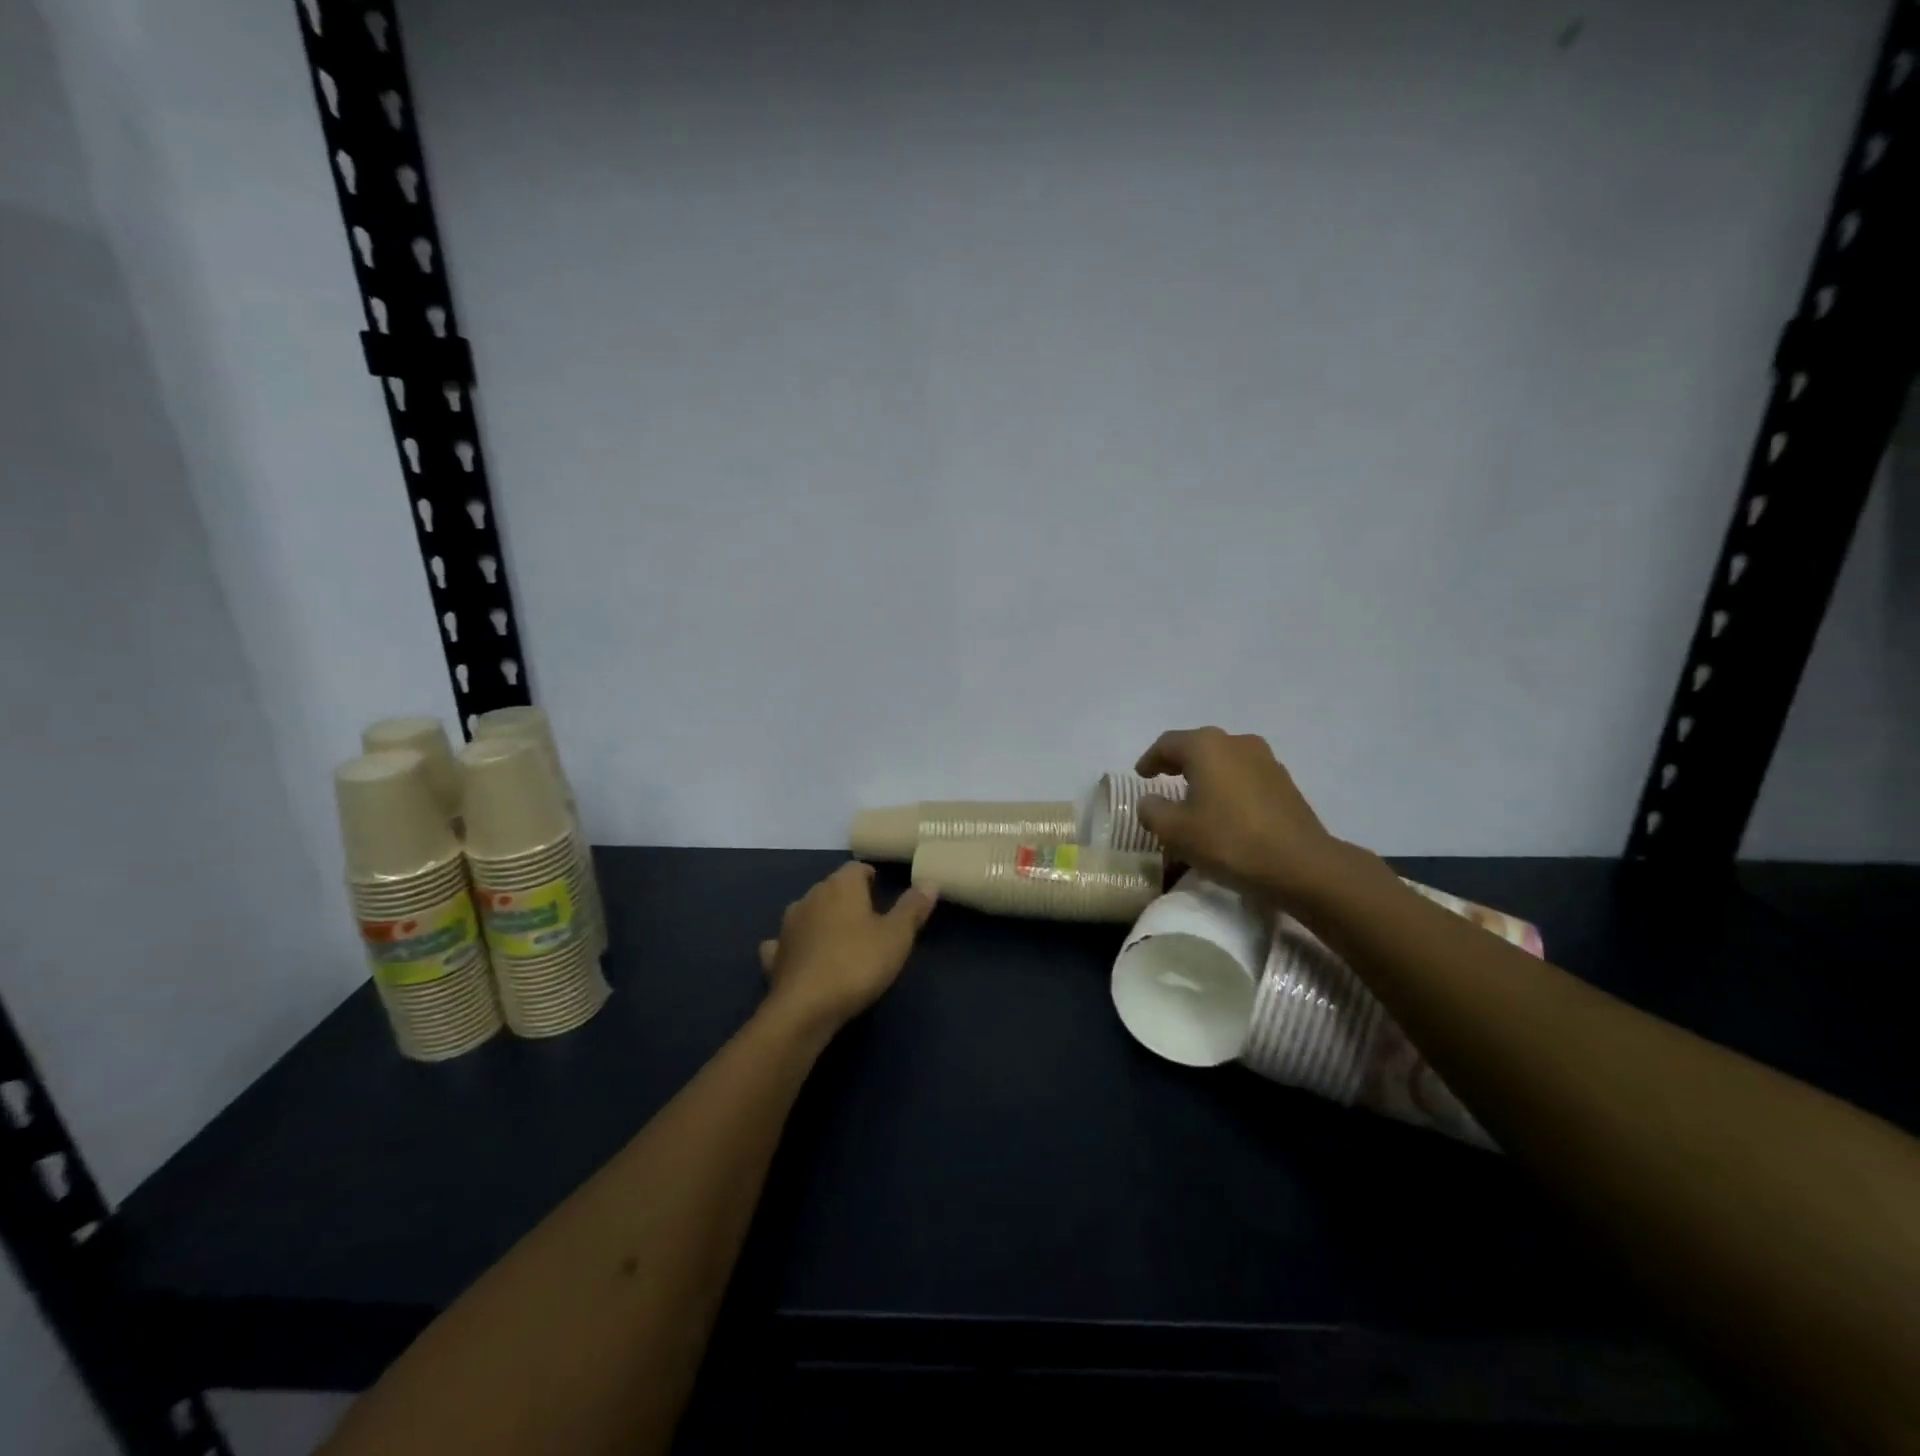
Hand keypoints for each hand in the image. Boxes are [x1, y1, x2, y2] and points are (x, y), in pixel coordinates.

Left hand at [757, 863, 937, 1031]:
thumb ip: (912, 908)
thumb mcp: (897, 937)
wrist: (805, 1009)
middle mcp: (811, 897)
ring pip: (807, 912)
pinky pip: (787, 943)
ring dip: (821, 920)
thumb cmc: (857, 964)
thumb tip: (929, 882)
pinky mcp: (775, 956)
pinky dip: (796, 946)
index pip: (856, 868)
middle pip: (831, 888)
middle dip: (848, 898)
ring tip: (839, 937)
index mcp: (841, 887)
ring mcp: (788, 926)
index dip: (870, 877)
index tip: (882, 890)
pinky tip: (804, 957)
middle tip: (869, 918)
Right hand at [1135, 727, 1353, 904]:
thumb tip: (1150, 801)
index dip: (1150, 759)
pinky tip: (1225, 810)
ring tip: (1194, 797)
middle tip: (1163, 780)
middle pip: (1199, 746)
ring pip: (1224, 760)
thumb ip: (1152, 810)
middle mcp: (1237, 742)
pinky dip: (1228, 786)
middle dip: (1178, 762)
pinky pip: (1245, 776)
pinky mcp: (1284, 783)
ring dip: (1206, 774)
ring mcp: (1266, 760)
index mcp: (1206, 746)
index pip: (1167, 743)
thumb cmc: (1229, 840)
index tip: (1140, 776)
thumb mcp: (1174, 831)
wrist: (1300, 865)